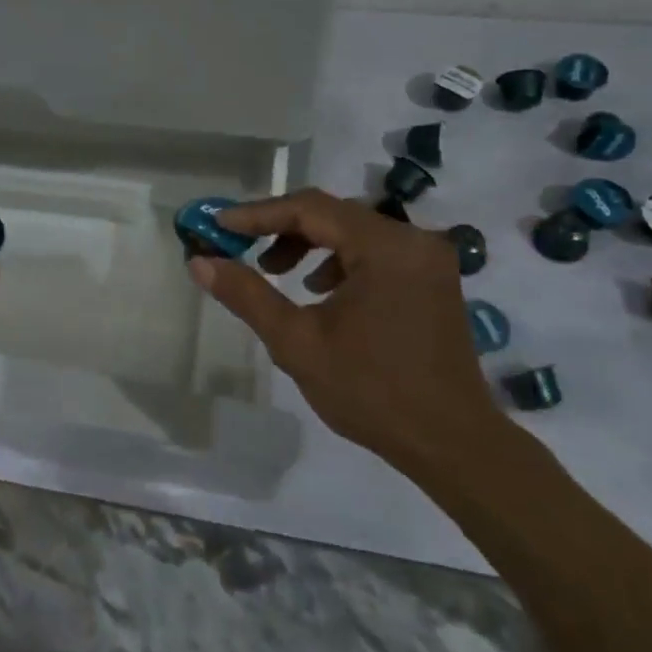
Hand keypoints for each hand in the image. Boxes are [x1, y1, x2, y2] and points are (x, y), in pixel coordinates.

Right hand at [187, 189, 508, 479]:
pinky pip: (375, 251)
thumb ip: (247, 294)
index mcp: (385, 247)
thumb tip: (200, 262)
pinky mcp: (432, 279)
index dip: (257, 214)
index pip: (309, 208)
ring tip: (275, 271)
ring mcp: (428, 259)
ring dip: (309, 244)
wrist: (452, 444)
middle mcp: (413, 239)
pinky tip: (319, 291)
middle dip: (280, 228)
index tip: (217, 224)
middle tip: (238, 246)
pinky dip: (339, 261)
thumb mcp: (297, 342)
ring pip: (353, 231)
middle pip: (332, 214)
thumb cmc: (371, 392)